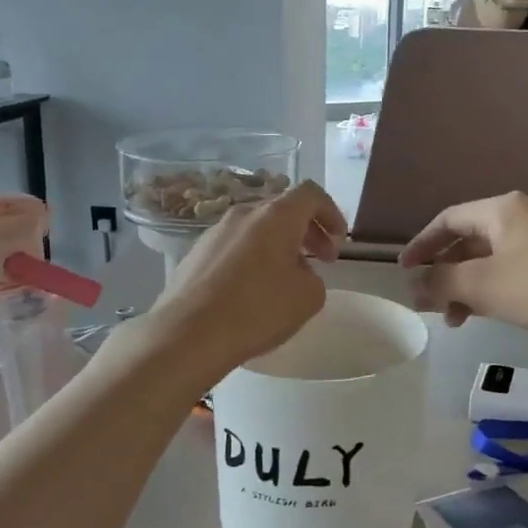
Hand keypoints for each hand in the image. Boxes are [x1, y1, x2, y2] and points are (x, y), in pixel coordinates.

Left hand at [151, 180, 347, 377]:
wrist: (188, 333)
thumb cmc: (257, 310)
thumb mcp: (308, 297)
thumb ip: (314, 276)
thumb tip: (298, 272)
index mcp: (276, 216)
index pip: (311, 194)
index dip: (331, 212)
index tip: (339, 239)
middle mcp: (244, 214)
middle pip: (283, 209)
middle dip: (309, 231)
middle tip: (323, 259)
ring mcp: (215, 232)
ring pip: (258, 228)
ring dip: (280, 245)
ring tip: (288, 278)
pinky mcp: (196, 254)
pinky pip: (235, 246)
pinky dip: (254, 258)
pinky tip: (254, 291)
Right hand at [398, 191, 527, 338]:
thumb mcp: (482, 285)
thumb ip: (441, 283)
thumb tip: (414, 289)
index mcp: (500, 210)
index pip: (448, 220)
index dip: (422, 244)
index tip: (404, 270)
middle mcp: (517, 218)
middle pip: (466, 241)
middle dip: (443, 272)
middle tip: (428, 301)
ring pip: (486, 261)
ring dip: (464, 286)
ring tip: (453, 319)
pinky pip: (506, 273)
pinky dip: (487, 291)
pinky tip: (481, 315)